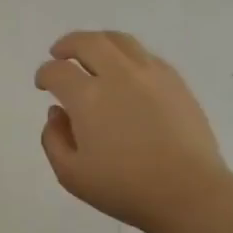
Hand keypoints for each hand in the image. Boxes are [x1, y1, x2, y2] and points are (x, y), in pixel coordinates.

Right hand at [35, 31, 230, 232]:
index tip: (43, 85)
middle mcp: (118, 75)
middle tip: (59, 54)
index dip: (44, 74)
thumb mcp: (71, 175)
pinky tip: (125, 71)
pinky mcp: (175, 81)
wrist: (189, 193)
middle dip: (67, 45)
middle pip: (87, 42)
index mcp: (88, 97)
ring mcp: (150, 74)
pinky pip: (145, 55)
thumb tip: (57, 113)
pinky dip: (126, 55)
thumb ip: (54, 139)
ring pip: (119, 40)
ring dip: (98, 42)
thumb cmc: (125, 188)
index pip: (57, 71)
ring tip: (92, 53)